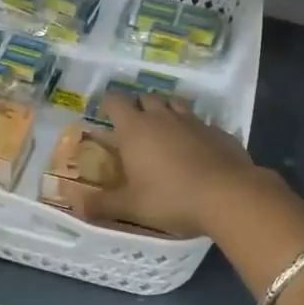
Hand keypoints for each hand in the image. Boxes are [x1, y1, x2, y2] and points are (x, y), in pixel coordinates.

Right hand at [69, 93, 269, 239]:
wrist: (228, 195)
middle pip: (146, 98)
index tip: (106, 115)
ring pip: (174, 104)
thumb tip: (75, 206)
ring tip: (164, 133)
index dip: (108, 104)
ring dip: (166, 113)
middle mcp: (162, 116)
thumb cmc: (171, 198)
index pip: (115, 100)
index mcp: (135, 128)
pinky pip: (200, 122)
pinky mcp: (217, 130)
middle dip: (138, 107)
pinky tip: (196, 148)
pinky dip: (193, 130)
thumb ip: (102, 205)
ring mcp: (193, 120)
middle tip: (135, 129)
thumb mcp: (132, 207)